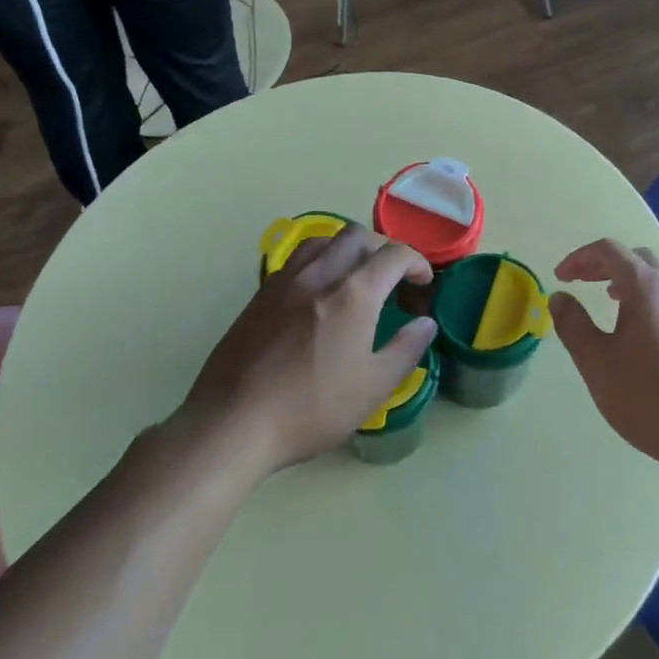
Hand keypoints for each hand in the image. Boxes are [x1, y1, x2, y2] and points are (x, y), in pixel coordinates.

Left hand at [183, 226, 436, 473]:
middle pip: (358, 236)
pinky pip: (298, 259)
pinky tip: (319, 293)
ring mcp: (285, 281)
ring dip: (349, 249)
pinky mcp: (261, 294)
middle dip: (384, 248)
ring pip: (324, 240)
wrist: (233, 423)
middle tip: (393, 279)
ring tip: (357, 277)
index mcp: (353, 294)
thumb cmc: (310, 409)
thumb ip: (405, 350)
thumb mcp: (373, 388)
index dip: (417, 263)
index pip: (394, 255)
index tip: (423, 283)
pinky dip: (321, 261)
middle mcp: (320, 275)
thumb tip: (425, 324)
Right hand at [550, 239, 658, 481]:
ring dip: (630, 283)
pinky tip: (644, 336)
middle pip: (637, 259)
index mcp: (647, 287)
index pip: (609, 250)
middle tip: (582, 283)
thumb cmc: (649, 398)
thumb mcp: (597, 363)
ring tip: (611, 303)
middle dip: (605, 265)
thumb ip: (573, 324)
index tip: (561, 277)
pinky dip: (650, 302)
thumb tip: (560, 297)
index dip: (579, 258)